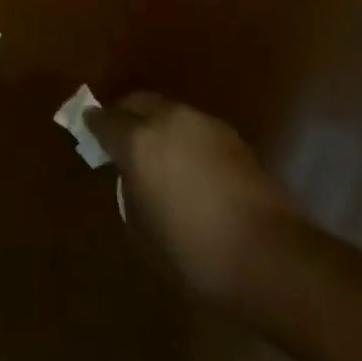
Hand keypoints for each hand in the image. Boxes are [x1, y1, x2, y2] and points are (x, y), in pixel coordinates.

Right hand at [85, 95, 300, 303]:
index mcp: (137, 141)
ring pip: (168, 112)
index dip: (93, 126)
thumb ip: (131, 192)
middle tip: (122, 138)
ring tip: (160, 154)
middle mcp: (166, 119)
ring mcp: (202, 124)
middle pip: (137, 103)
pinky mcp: (232, 137)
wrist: (272, 257)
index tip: (89, 132)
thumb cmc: (196, 252)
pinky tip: (191, 166)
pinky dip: (185, 138)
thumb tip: (133, 178)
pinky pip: (195, 128)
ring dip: (158, 125)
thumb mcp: (145, 232)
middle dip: (126, 116)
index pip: (103, 120)